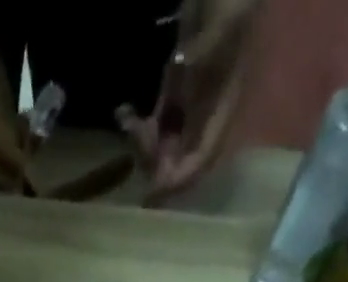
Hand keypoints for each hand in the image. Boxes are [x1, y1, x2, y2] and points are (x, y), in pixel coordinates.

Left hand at [119, 0, 257, 202]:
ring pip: (164, 148)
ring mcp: (192, 108)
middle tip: (134, 136)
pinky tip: (123, 112)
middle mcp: (208, 117)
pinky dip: (137, 127)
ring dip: (142, 145)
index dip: (178, 179)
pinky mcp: (178, 95)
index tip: (151, 194)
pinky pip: (156, 126)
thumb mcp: (221, 20)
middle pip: (179, 160)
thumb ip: (206, 48)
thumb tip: (187, 64)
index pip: (201, 159)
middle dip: (154, 160)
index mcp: (223, 108)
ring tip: (126, 119)